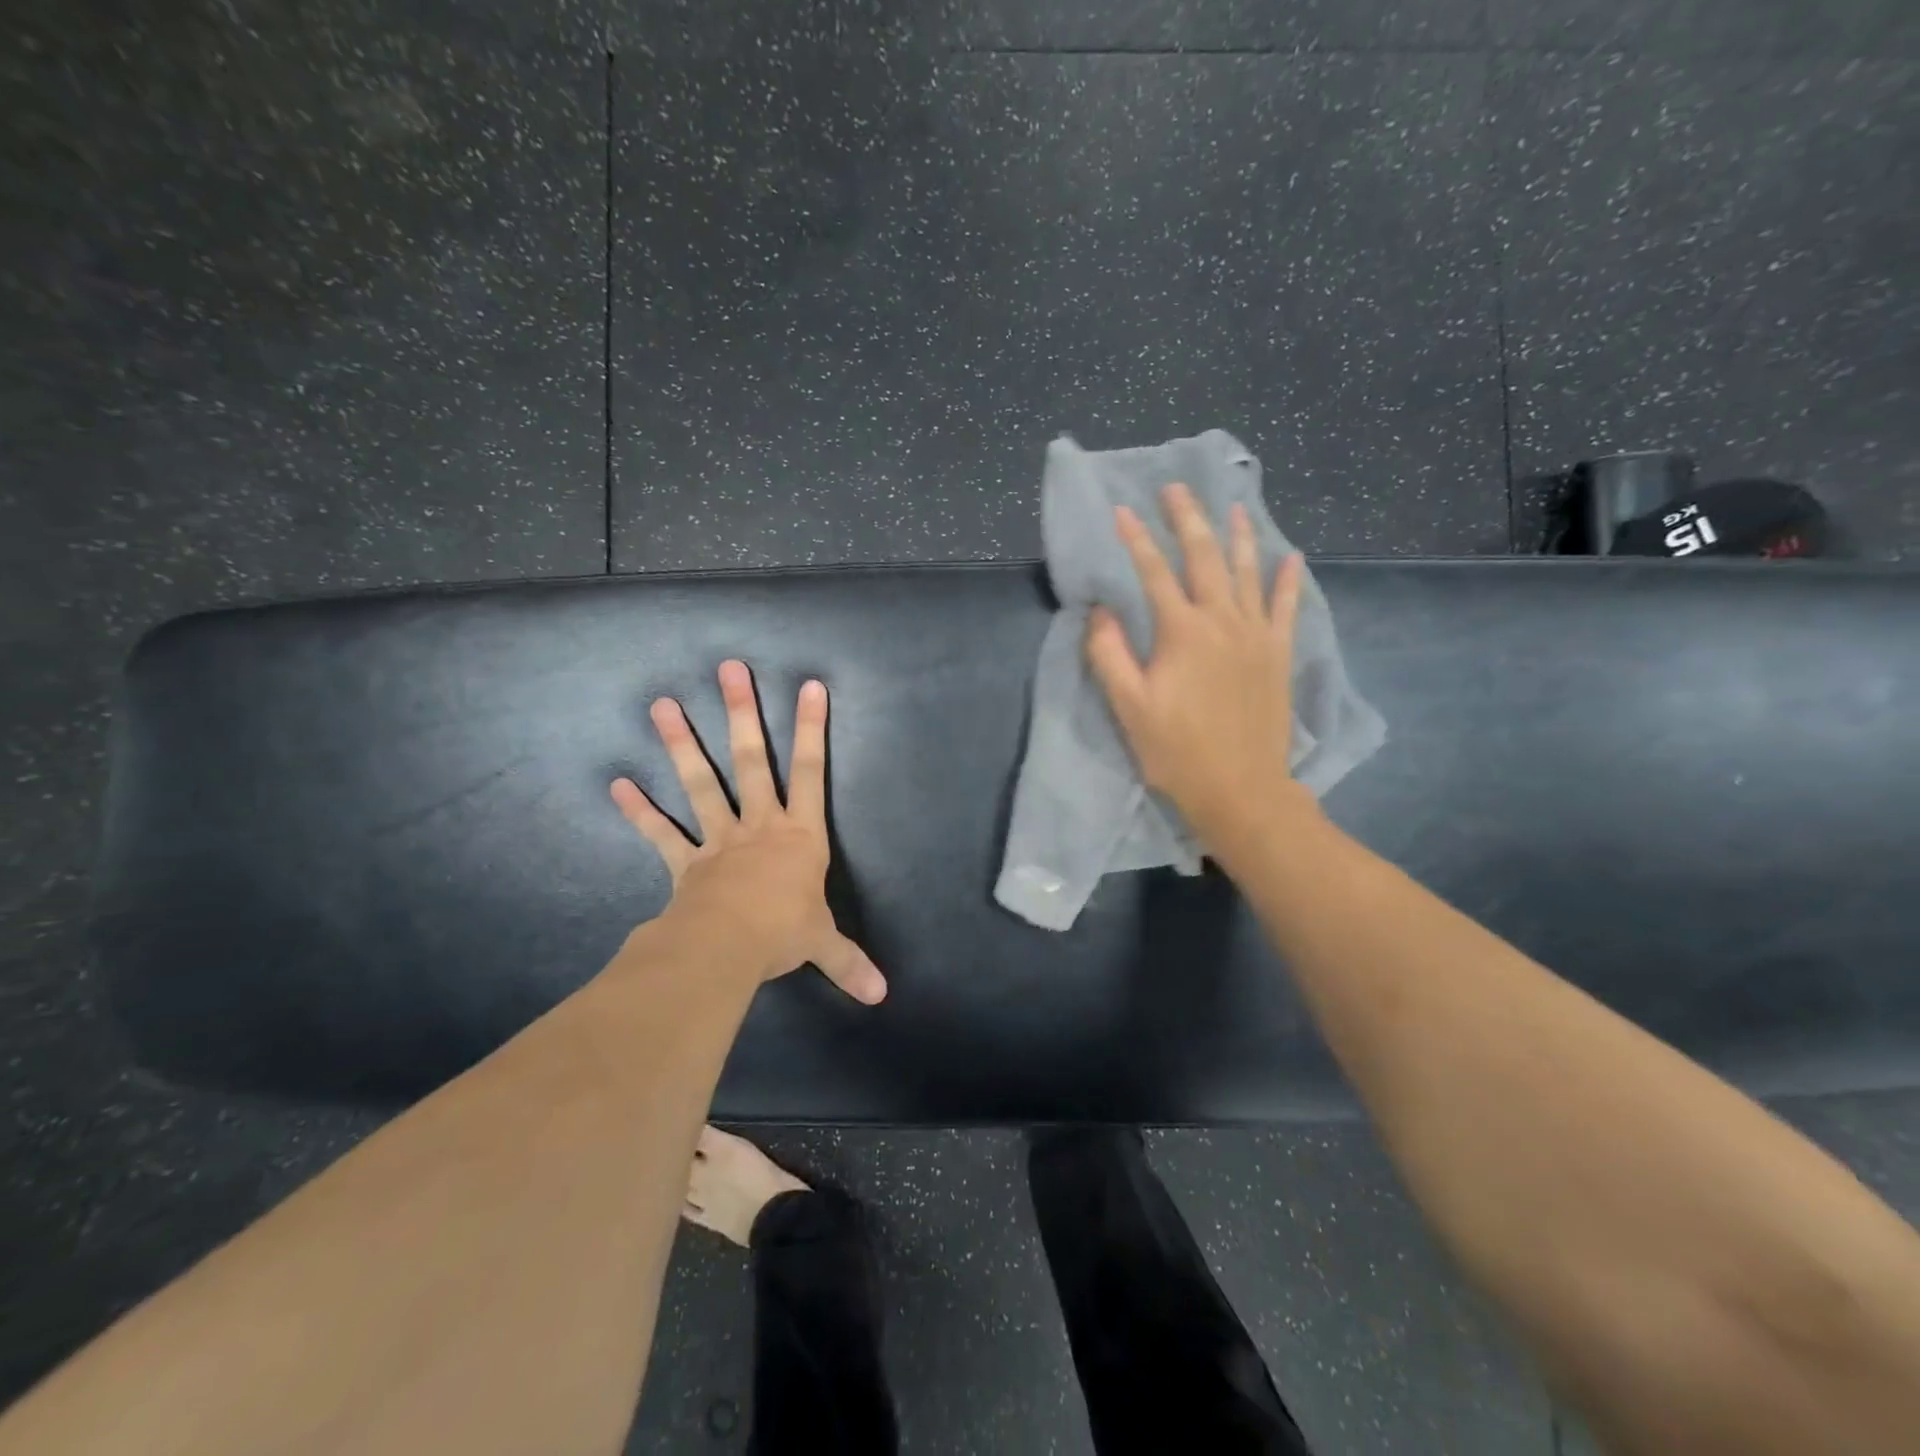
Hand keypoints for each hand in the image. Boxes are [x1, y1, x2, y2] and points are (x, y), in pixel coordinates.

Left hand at [609, 660, 885, 1004]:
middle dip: (741, 714)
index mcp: (798, 834)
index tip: (810, 686)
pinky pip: (661, 833)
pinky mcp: (686, 861)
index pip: (810, 772)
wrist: (726, 949)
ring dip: (681, 745)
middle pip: (750, 760)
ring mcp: (719, 839)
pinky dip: (639, 811)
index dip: (812, 729)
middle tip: (728, 670)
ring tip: (661, 705)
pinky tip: (616, 784)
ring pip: (701, 783)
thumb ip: (849, 962)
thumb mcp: (823, 943)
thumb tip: (881, 995)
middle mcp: (759, 824)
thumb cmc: (782, 934)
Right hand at [1085, 481, 1310, 846]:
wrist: (1240, 788)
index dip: (1135, 539)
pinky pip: (1285, 606)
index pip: (1153, 572)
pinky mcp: (1277, 654)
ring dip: (1238, 535)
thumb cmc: (1176, 751)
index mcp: (1182, 632)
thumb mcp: (1128, 706)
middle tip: (1176, 488)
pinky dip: (1288, 579)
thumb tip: (1099, 609)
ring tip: (1232, 506)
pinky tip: (1292, 557)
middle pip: (1204, 557)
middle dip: (1188, 519)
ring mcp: (1256, 635)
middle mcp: (1222, 621)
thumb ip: (1109, 653)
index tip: (1121, 511)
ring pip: (1247, 572)